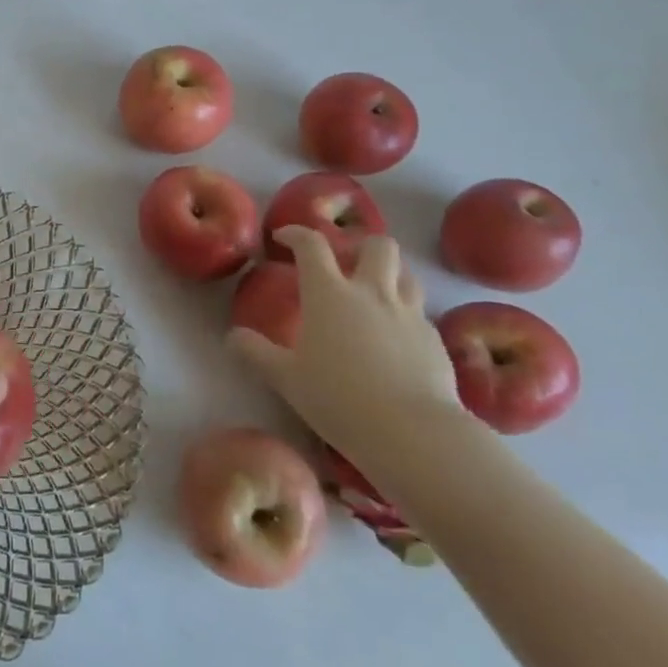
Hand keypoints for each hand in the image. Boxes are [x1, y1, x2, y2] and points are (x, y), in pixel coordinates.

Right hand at [225, 229, 462, 467]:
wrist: (413, 432)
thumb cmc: (339, 398)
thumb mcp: (286, 379)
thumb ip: (256, 352)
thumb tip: (233, 336)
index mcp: (329, 294)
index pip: (311, 245)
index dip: (295, 234)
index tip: (282, 238)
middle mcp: (371, 292)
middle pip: (377, 245)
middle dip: (360, 245)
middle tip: (344, 263)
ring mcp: (408, 314)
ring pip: (406, 273)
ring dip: (390, 274)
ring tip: (374, 293)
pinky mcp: (434, 339)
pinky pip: (420, 313)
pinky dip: (405, 315)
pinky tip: (396, 340)